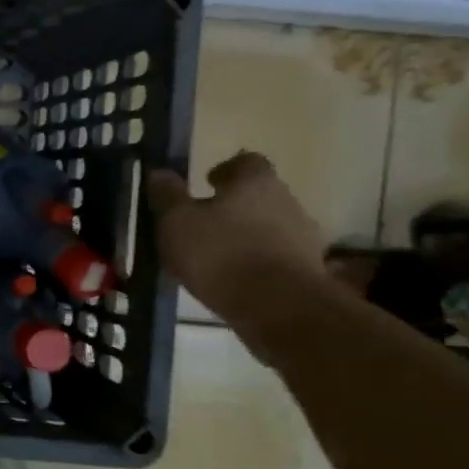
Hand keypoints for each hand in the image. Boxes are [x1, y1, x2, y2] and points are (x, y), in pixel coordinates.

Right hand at [147, 152, 329, 333]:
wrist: (278, 307)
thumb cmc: (220, 253)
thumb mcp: (177, 222)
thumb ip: (168, 195)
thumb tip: (159, 172)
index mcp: (256, 182)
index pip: (246, 161)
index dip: (226, 170)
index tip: (207, 183)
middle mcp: (287, 201)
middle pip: (259, 195)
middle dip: (234, 205)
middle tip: (203, 221)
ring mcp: (303, 237)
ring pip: (269, 226)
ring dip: (246, 235)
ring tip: (215, 255)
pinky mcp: (308, 270)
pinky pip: (276, 256)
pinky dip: (257, 261)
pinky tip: (233, 278)